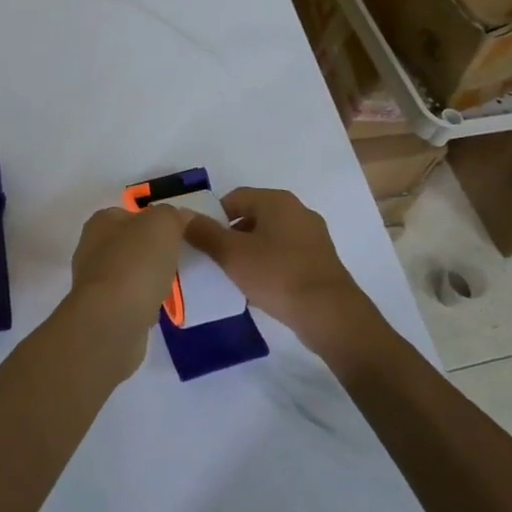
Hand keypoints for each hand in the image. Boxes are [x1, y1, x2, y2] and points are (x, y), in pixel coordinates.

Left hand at [63, 205, 187, 379]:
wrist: (112, 321)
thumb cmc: (135, 264)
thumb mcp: (162, 224)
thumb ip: (171, 215)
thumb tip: (178, 217)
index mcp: (101, 222)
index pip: (130, 214)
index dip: (155, 221)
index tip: (178, 235)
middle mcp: (91, 248)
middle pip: (130, 244)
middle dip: (153, 252)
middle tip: (179, 260)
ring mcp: (94, 282)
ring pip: (129, 273)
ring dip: (148, 279)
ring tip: (172, 286)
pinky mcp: (100, 311)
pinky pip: (128, 300)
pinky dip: (143, 303)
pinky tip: (158, 309)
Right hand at [181, 187, 377, 356]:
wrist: (330, 314)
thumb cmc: (277, 275)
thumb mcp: (232, 254)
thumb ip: (204, 233)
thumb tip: (180, 215)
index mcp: (277, 201)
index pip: (235, 197)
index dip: (214, 216)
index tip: (202, 240)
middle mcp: (298, 211)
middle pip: (253, 216)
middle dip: (232, 235)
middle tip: (215, 259)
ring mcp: (313, 237)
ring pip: (270, 237)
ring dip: (251, 252)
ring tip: (236, 276)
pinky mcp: (321, 262)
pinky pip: (286, 256)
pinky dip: (270, 265)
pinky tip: (261, 288)